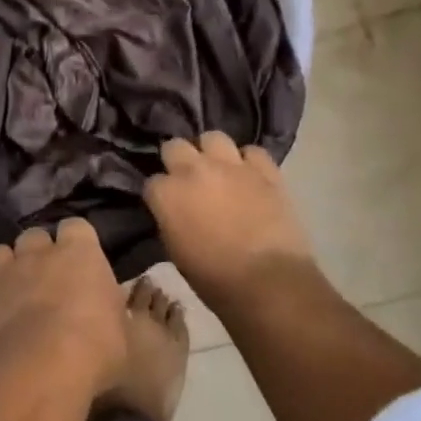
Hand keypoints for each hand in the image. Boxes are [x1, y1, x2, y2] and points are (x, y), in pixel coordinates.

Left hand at [0, 219, 127, 399]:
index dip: (77, 242)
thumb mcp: (121, 336)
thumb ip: (109, 313)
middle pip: (34, 236)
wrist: (34, 372)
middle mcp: (35, 254)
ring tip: (14, 298)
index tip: (81, 262)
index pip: (77, 227)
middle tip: (47, 283)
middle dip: (39, 254)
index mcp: (79, 255)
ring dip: (6, 270)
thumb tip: (105, 312)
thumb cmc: (92, 352)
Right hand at [143, 131, 315, 309]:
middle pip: (175, 146)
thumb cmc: (214, 279)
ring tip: (218, 169)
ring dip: (211, 152)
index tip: (166, 206)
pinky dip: (249, 162)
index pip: (152, 181)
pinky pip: (253, 152)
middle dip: (177, 160)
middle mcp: (193, 170)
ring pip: (213, 137)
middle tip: (187, 179)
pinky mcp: (265, 171)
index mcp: (166, 194)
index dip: (160, 194)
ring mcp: (231, 166)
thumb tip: (174, 212)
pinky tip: (250, 176)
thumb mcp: (175, 251)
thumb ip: (170, 220)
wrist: (268, 283)